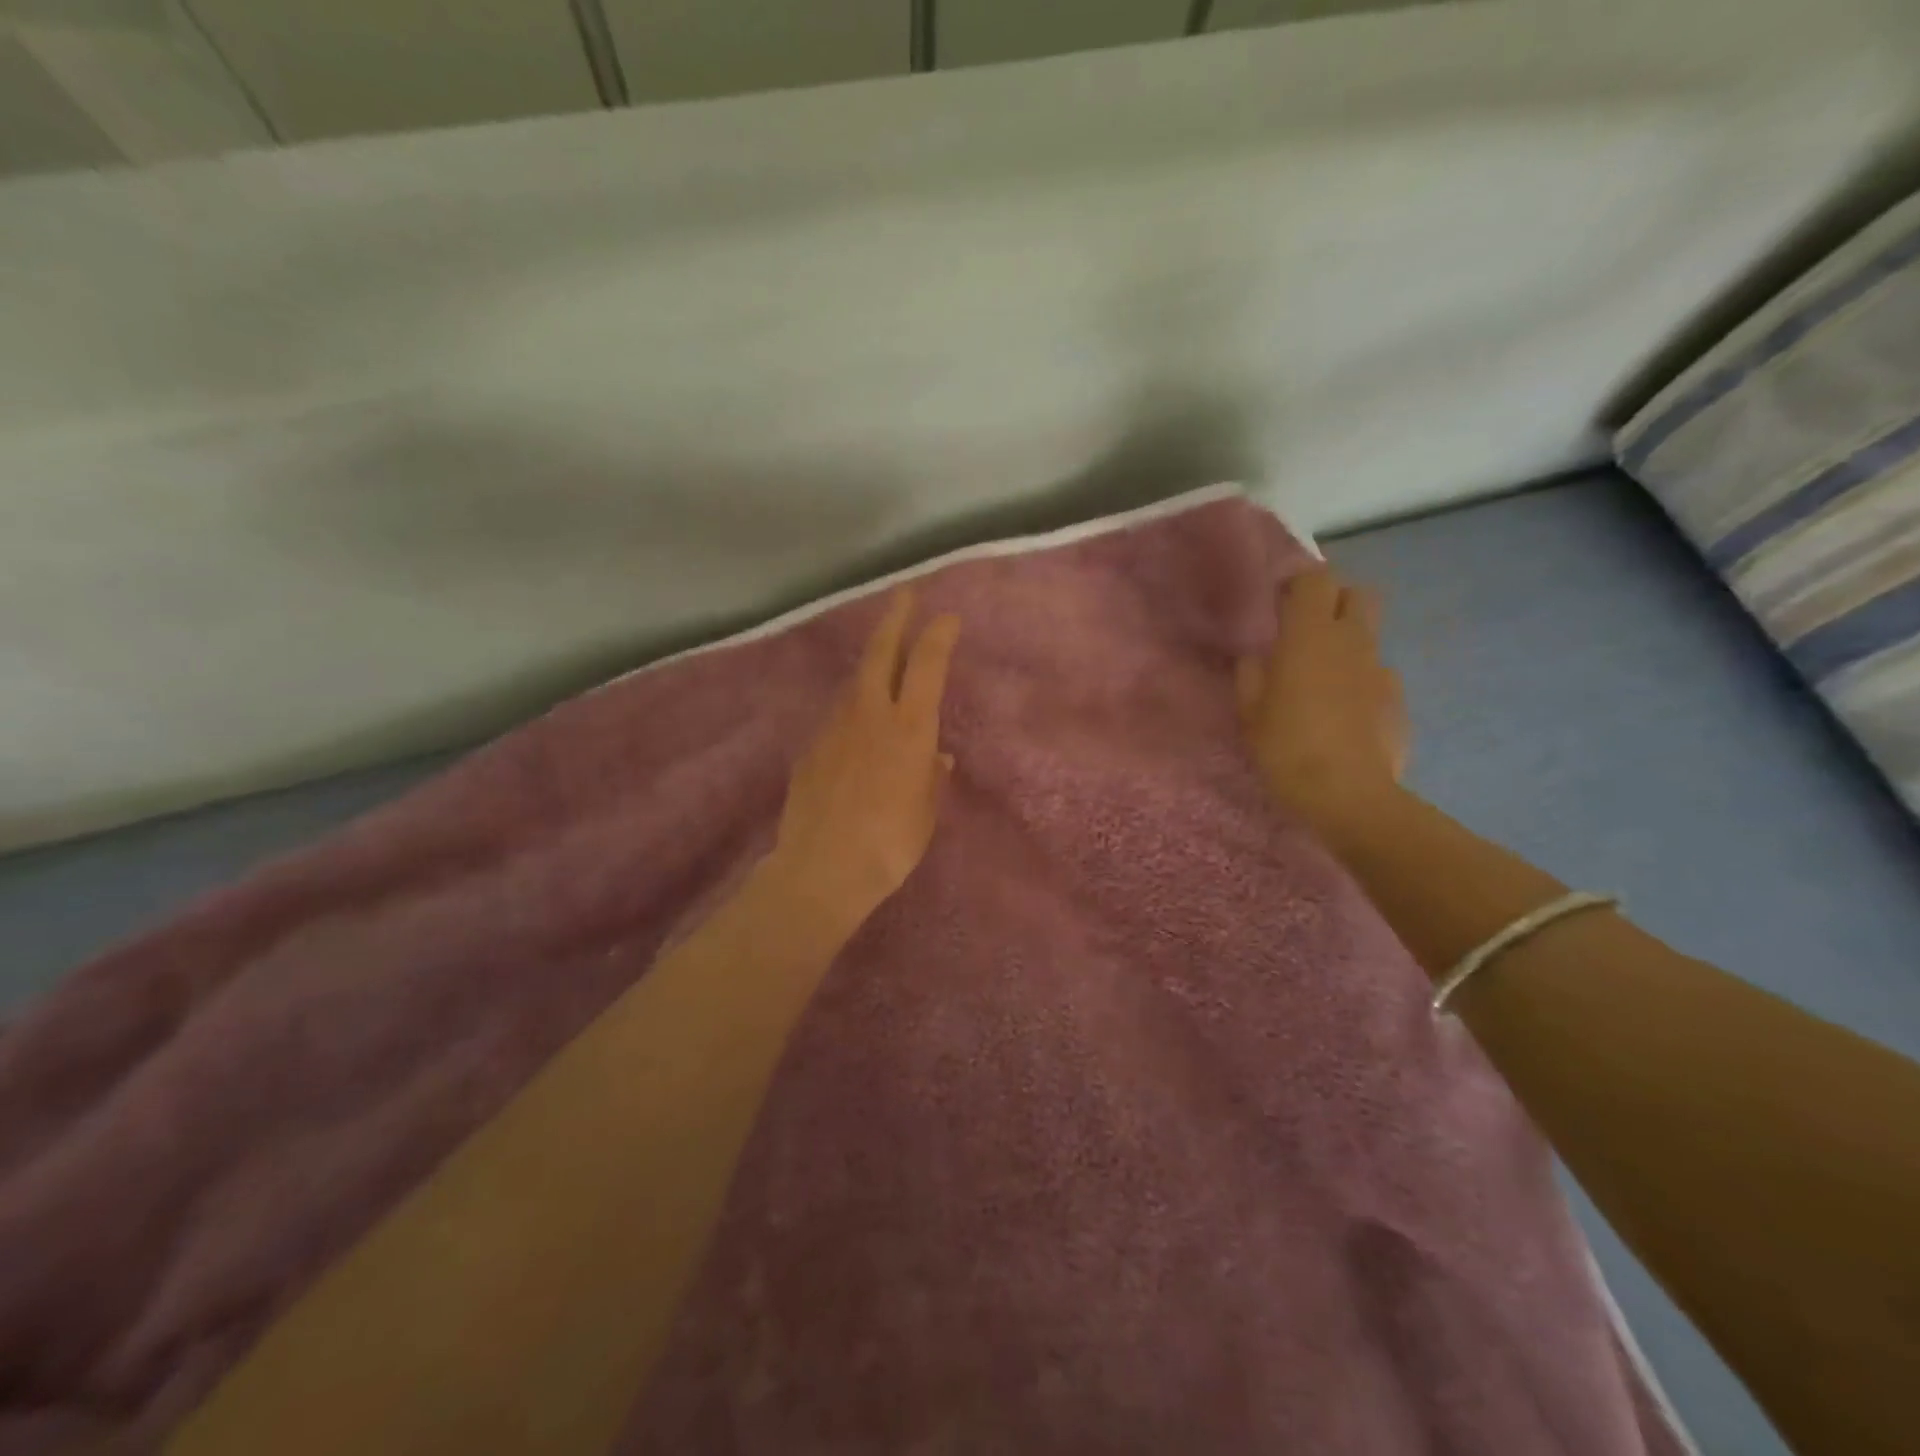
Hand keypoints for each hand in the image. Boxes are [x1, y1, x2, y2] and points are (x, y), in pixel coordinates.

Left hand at [768, 590, 959, 937]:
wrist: (822, 868)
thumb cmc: (891, 842)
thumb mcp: (926, 810)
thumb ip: (931, 776)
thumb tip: (937, 755)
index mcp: (909, 727)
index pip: (926, 664)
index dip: (938, 634)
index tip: (947, 616)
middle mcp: (869, 714)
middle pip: (880, 652)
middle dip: (895, 618)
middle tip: (904, 595)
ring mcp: (834, 728)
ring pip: (854, 682)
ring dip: (871, 666)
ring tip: (883, 665)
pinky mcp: (810, 748)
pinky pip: (837, 718)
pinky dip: (852, 710)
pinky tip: (856, 729)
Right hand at [1236, 566, 1408, 840]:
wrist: (1349, 795)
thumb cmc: (1287, 747)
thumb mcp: (1250, 712)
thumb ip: (1251, 675)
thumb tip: (1257, 657)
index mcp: (1310, 635)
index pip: (1316, 579)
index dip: (1299, 582)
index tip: (1280, 601)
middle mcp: (1351, 641)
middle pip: (1357, 595)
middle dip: (1334, 602)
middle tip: (1307, 631)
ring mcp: (1381, 669)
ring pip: (1367, 637)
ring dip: (1346, 645)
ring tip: (1322, 681)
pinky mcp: (1397, 699)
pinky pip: (1376, 676)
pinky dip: (1360, 683)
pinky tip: (1344, 716)